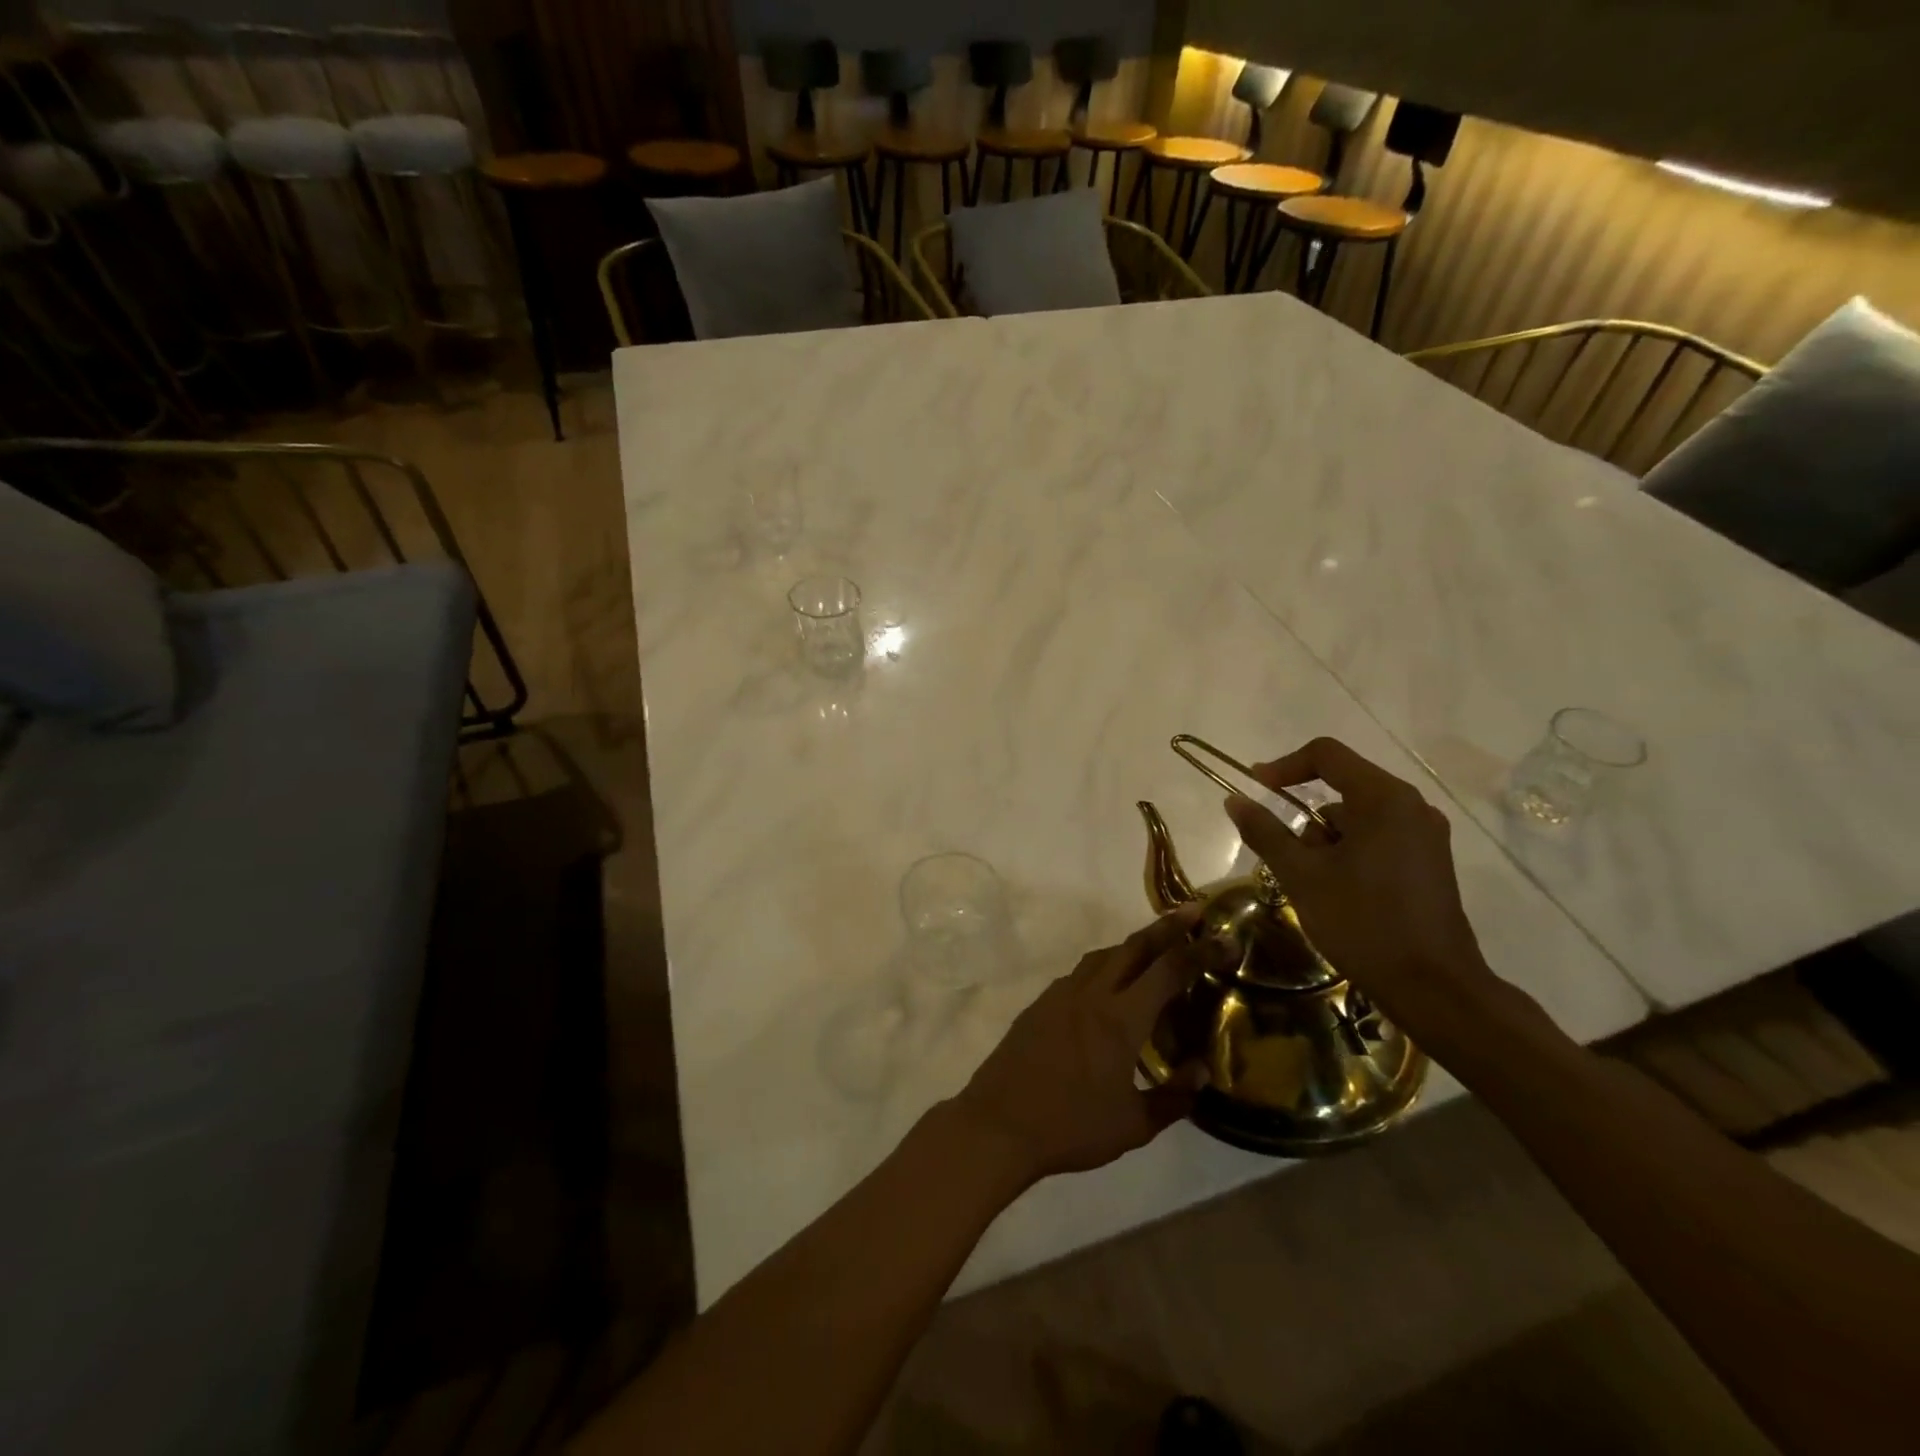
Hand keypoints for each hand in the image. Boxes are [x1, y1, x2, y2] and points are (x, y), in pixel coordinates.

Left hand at [951, 906, 1219, 1187]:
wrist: (999, 1123)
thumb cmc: (1071, 1127)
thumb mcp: (1133, 1125)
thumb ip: (1174, 1097)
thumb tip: (1203, 1071)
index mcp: (1120, 1019)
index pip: (1168, 971)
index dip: (1200, 950)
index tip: (1225, 936)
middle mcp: (1092, 993)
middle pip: (1134, 947)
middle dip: (1166, 926)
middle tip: (1193, 913)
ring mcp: (1061, 994)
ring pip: (1104, 955)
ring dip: (1133, 945)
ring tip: (1156, 949)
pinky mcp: (1041, 1003)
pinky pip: (1081, 972)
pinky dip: (1105, 966)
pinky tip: (1110, 987)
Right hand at [1224, 737, 1498, 1036]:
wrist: (1433, 988)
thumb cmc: (1362, 922)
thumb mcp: (1301, 876)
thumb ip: (1265, 831)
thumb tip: (1235, 800)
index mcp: (1384, 799)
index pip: (1326, 755)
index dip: (1284, 766)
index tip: (1256, 790)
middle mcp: (1412, 807)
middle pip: (1343, 787)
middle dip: (1306, 818)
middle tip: (1288, 858)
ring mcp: (1426, 835)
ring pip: (1359, 817)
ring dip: (1327, 840)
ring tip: (1316, 886)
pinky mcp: (1430, 862)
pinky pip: (1378, 837)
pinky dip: (1350, 853)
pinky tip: (1341, 893)